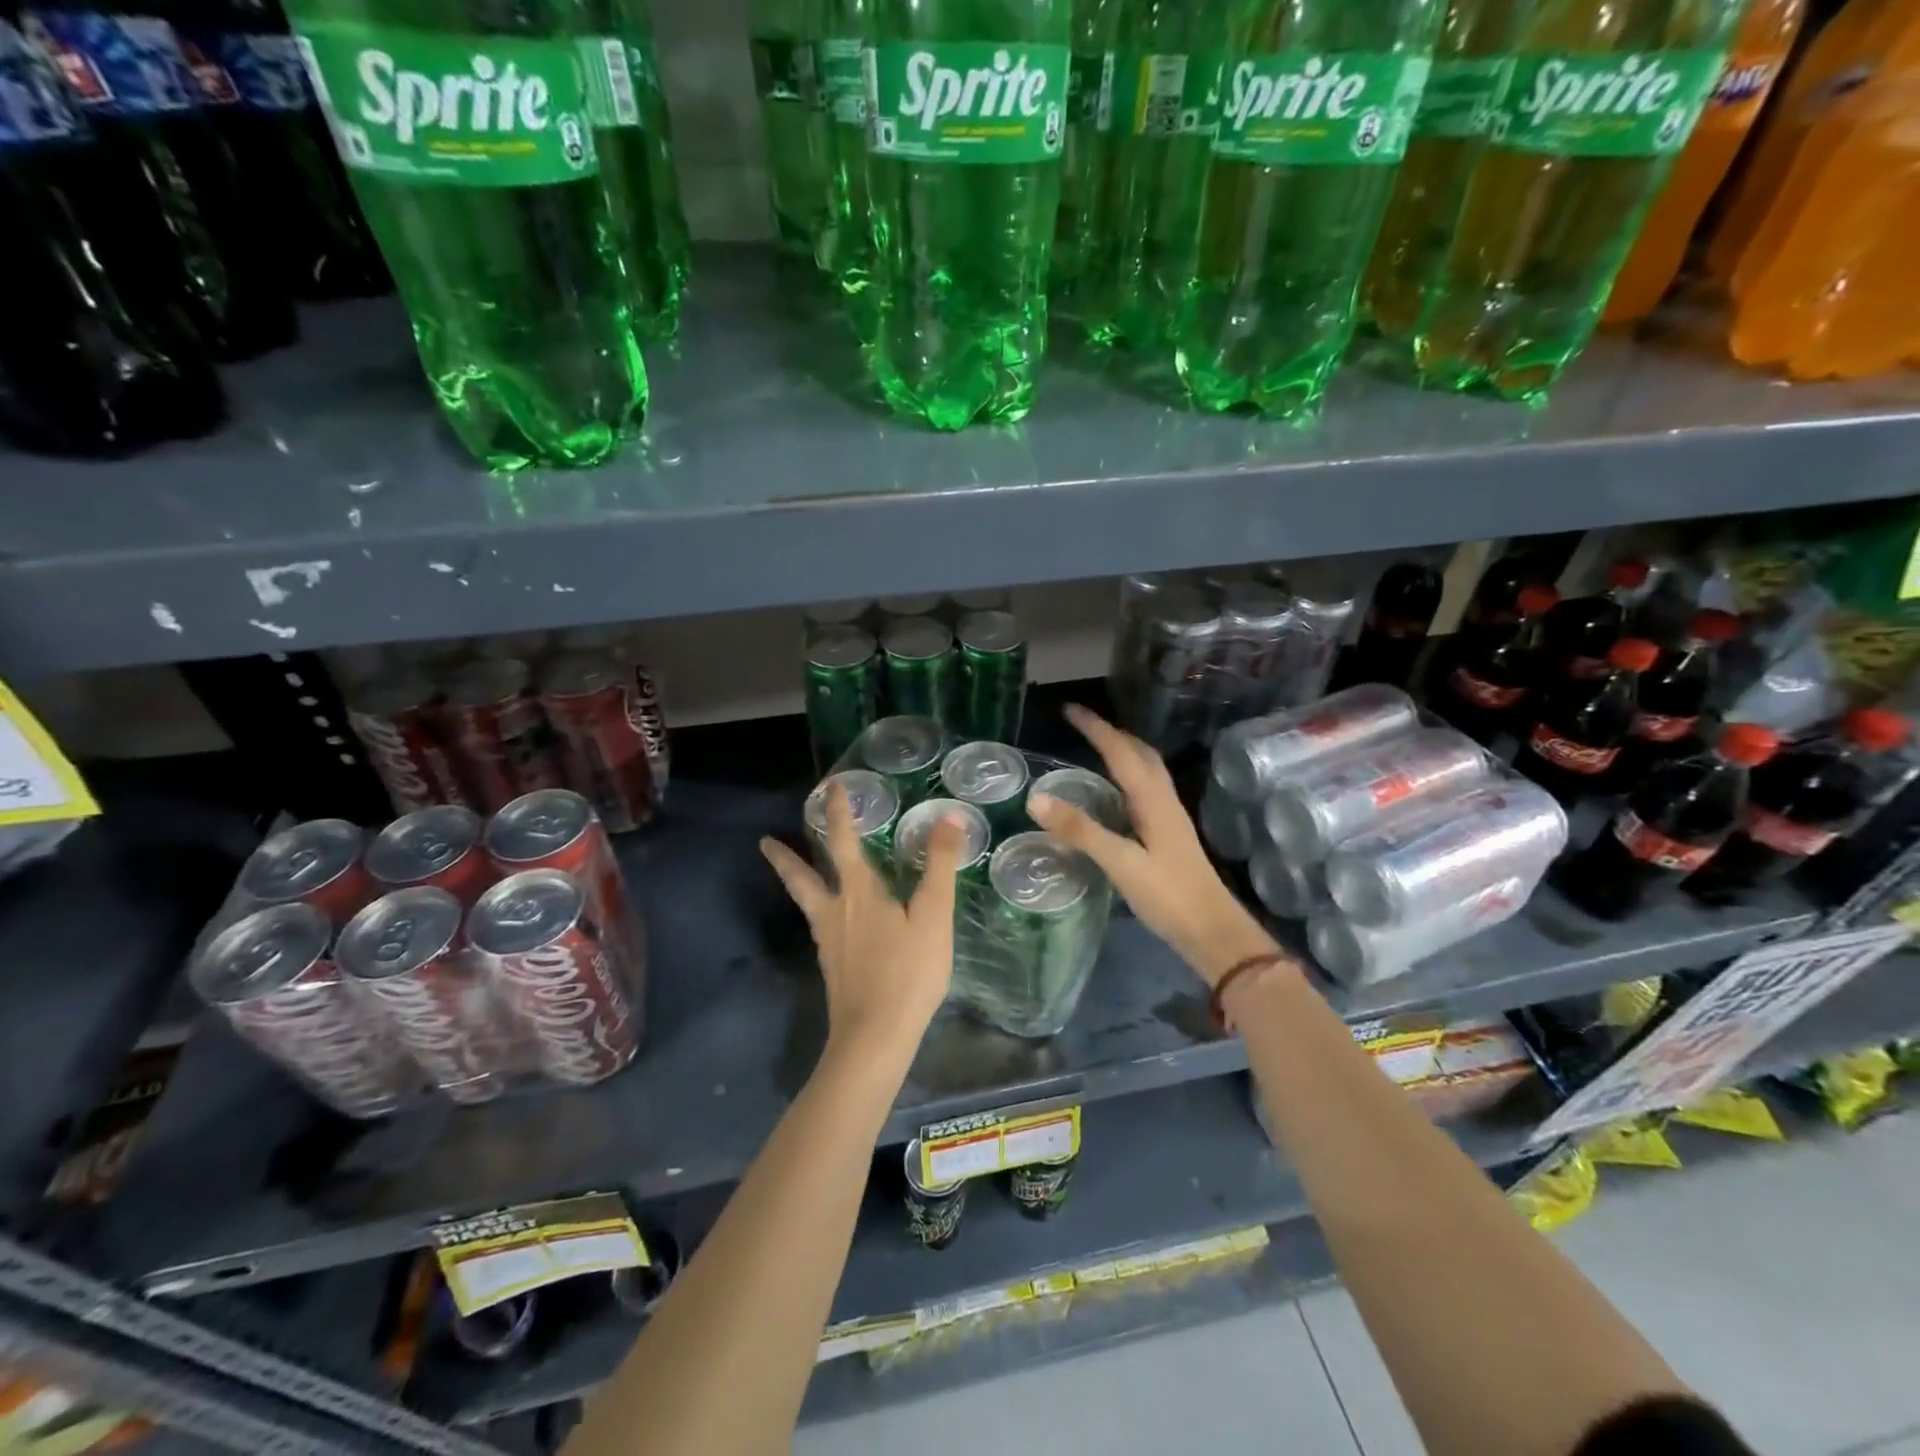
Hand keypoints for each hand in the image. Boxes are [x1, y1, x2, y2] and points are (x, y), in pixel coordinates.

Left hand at [760, 782, 964, 1060]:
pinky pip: (818, 925)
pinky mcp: (832, 966)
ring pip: (805, 902)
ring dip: (795, 881)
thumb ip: (940, 866)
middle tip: (764, 841)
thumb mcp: (934, 916)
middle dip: (785, 857)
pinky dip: (815, 909)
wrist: (875, 1036)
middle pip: (801, 877)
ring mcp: (828, 941)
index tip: (831, 788)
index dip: (839, 813)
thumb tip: (948, 818)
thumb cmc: (908, 972)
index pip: (844, 841)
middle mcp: (835, 911)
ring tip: (790, 871)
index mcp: (858, 892)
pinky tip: (828, 919)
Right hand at [1028, 705, 1280, 987]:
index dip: (1096, 728)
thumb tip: (1035, 798)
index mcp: (1153, 799)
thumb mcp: (1120, 862)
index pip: (1121, 751)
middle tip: (1082, 725)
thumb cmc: (1168, 895)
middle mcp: (1164, 800)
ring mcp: (1170, 818)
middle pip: (1140, 754)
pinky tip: (1116, 795)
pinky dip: (1127, 777)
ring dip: (1123, 752)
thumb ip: (1080, 831)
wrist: (1213, 931)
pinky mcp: (1169, 835)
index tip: (1070, 710)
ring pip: (1146, 771)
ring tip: (1097, 749)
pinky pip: (1145, 791)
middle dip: (1112, 733)